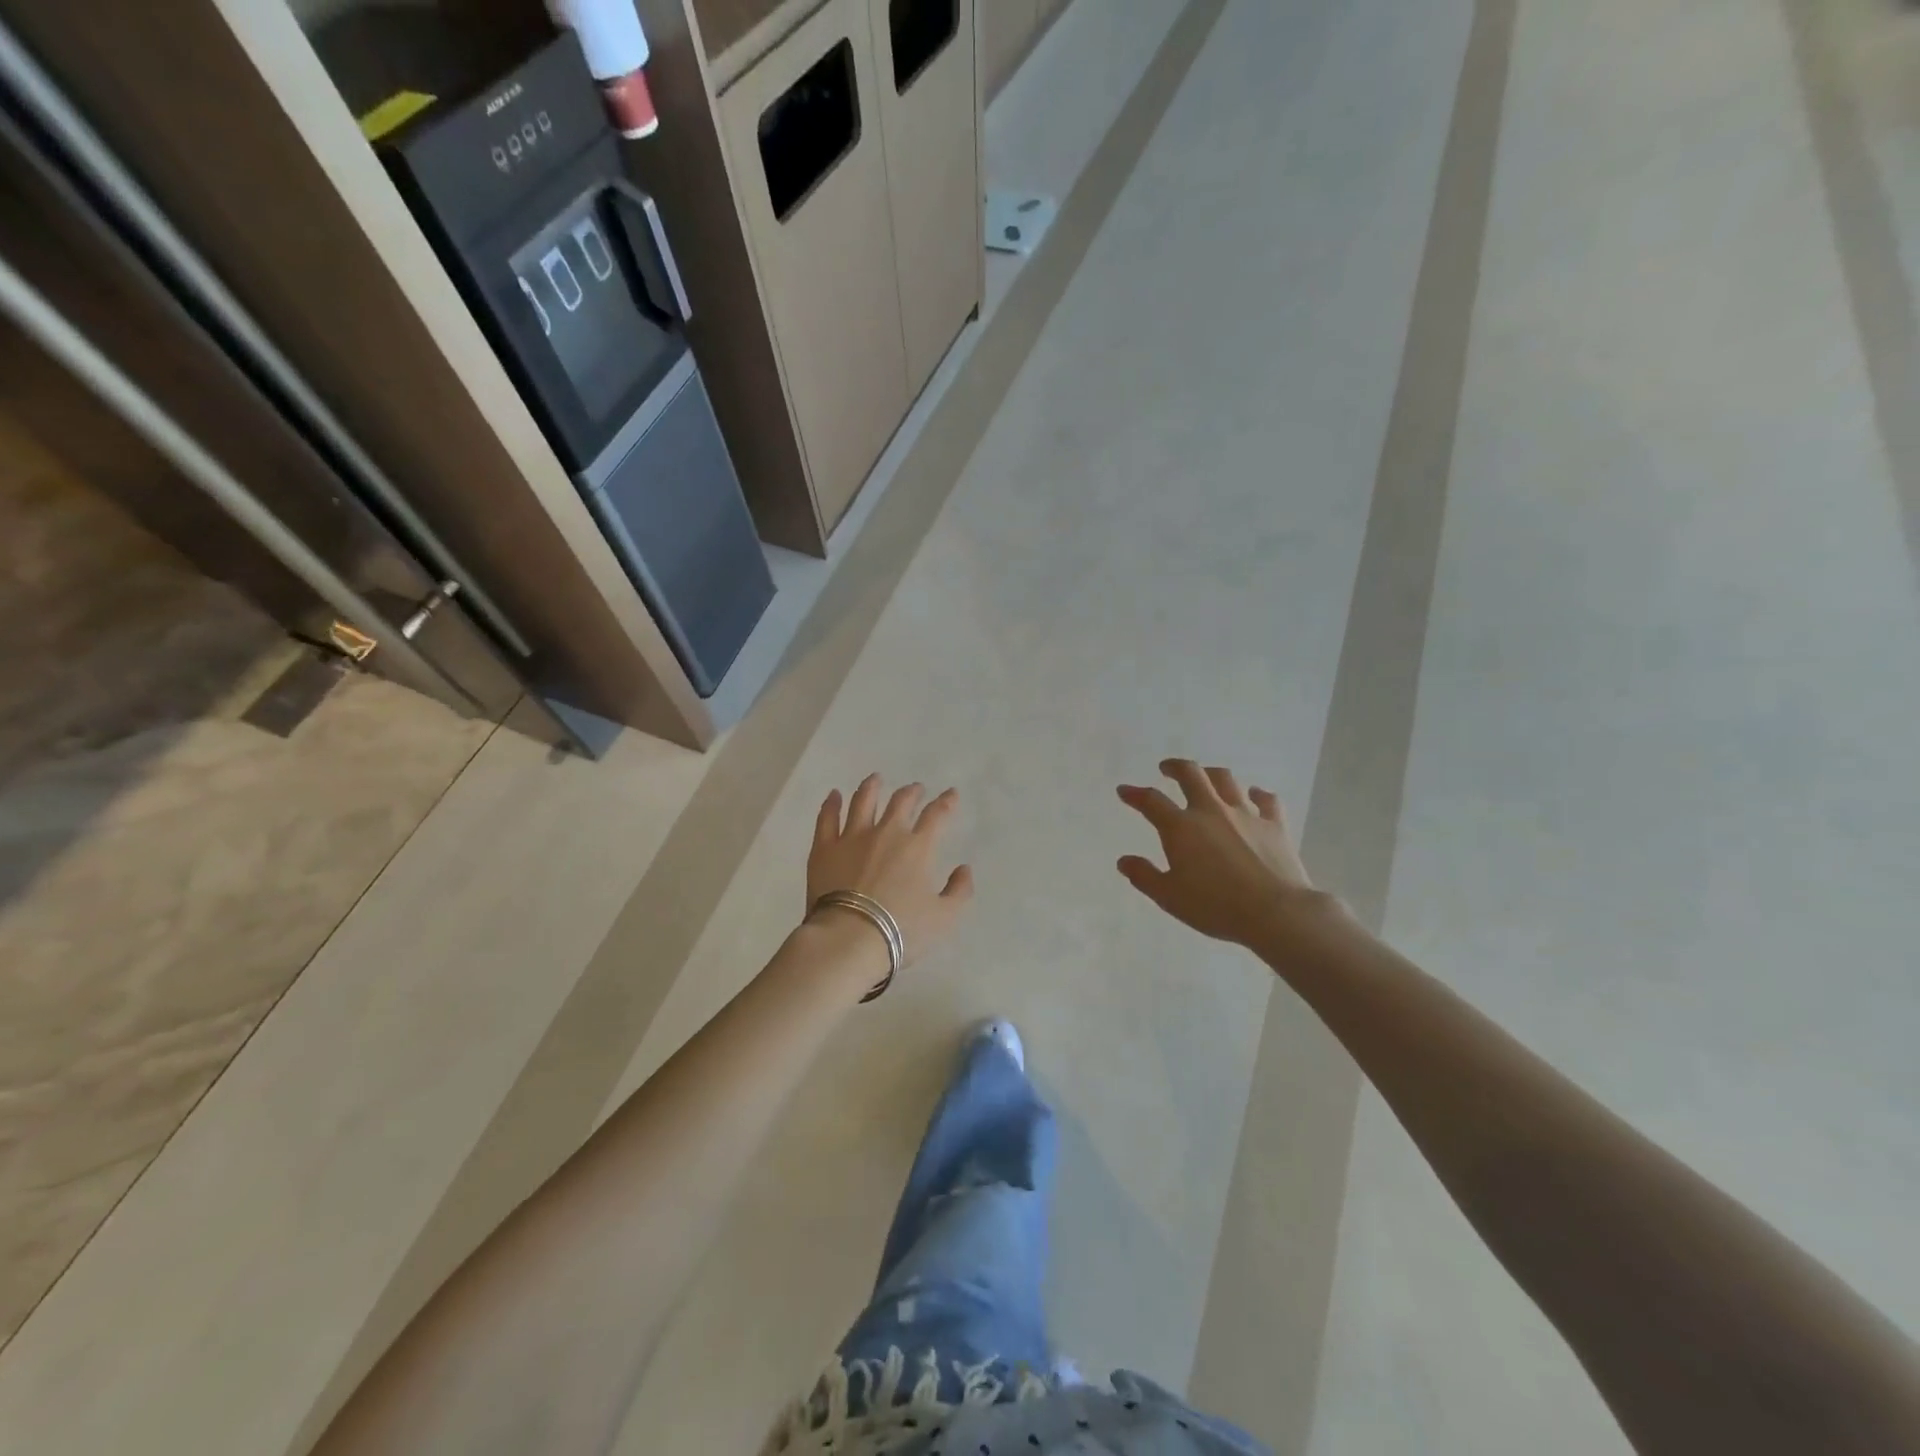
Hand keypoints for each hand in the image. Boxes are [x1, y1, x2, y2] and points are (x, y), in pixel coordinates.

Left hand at [808, 775, 974, 968]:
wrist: (850, 938)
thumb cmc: (901, 930)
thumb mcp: (944, 918)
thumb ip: (959, 891)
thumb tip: (964, 869)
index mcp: (918, 847)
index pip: (936, 815)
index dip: (946, 802)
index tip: (951, 794)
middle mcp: (886, 833)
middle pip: (900, 802)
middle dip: (911, 792)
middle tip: (915, 789)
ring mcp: (852, 837)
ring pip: (863, 802)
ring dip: (871, 787)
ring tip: (875, 779)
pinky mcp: (824, 848)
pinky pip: (827, 818)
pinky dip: (831, 804)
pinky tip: (834, 795)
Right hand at [1117, 759, 1317, 947]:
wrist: (1274, 912)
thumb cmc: (1215, 906)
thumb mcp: (1169, 897)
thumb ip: (1144, 876)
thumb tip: (1124, 861)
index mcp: (1181, 827)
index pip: (1151, 801)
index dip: (1135, 794)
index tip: (1124, 790)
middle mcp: (1211, 811)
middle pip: (1191, 775)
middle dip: (1175, 767)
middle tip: (1166, 768)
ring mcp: (1245, 814)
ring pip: (1226, 780)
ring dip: (1212, 774)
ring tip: (1206, 776)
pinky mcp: (1275, 824)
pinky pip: (1266, 800)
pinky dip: (1257, 794)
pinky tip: (1254, 795)